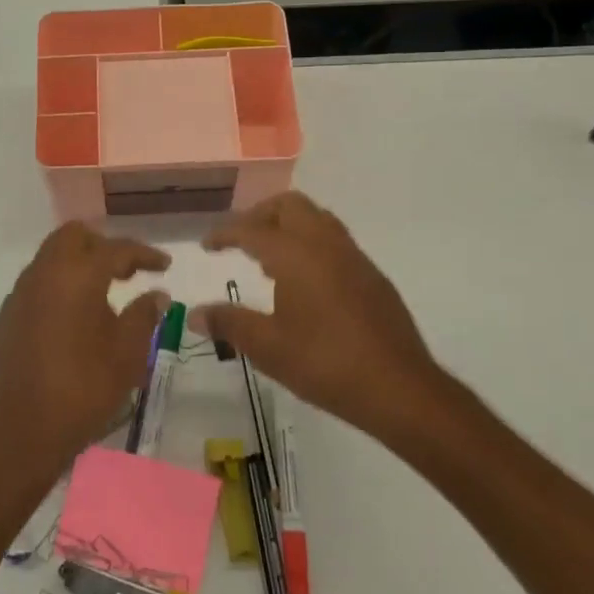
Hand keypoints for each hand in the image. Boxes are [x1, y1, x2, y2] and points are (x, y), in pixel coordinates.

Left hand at [0, 223, 171, 480]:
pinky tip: (70, 322)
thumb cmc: (83, 391)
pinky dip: (57, 289)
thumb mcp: (127, 355)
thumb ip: (143, 316)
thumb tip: (156, 294)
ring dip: (77, 266)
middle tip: (127, 271)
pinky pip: (35, 288)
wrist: (21, 434)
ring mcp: (18, 296)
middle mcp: (43, 275)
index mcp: (77, 276)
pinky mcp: (4, 320)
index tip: (163, 265)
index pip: (116, 249)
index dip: (144, 253)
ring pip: (50, 259)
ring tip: (102, 296)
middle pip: (73, 237)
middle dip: (103, 245)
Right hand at [192, 192, 445, 439]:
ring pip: (316, 218)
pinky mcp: (372, 276)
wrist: (399, 388)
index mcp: (296, 255)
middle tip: (240, 240)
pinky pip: (334, 241)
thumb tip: (195, 313)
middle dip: (260, 215)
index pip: (252, 229)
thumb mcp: (268, 347)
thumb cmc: (325, 364)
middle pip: (289, 206)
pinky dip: (310, 243)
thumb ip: (229, 324)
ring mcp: (354, 258)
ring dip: (288, 226)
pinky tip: (303, 281)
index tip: (207, 245)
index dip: (225, 233)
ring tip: (268, 256)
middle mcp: (325, 244)